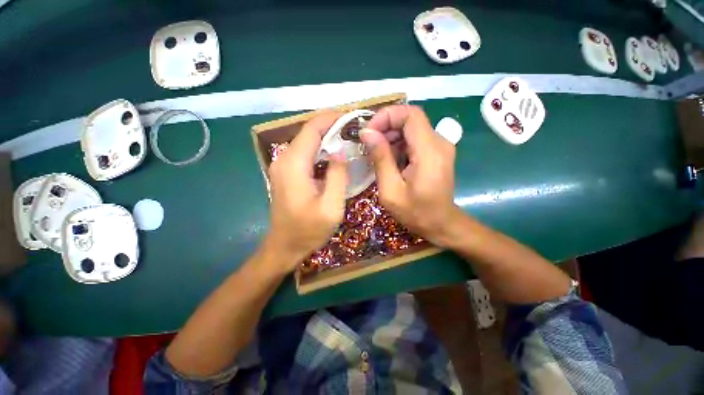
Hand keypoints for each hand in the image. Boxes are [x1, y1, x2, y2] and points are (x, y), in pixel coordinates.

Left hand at [265, 112, 347, 270]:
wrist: (284, 246)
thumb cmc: (308, 230)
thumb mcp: (330, 206)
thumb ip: (337, 176)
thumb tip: (339, 151)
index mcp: (294, 165)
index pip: (312, 129)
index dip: (331, 118)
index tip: (351, 115)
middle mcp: (284, 159)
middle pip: (307, 132)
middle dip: (331, 125)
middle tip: (354, 127)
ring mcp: (282, 166)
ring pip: (306, 141)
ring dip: (326, 135)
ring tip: (348, 137)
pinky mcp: (286, 173)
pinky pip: (304, 153)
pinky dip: (319, 148)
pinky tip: (333, 153)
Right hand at [360, 105, 460, 246]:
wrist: (441, 224)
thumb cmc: (415, 212)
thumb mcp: (391, 190)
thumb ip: (380, 159)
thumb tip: (367, 133)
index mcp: (429, 152)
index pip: (410, 114)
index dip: (387, 116)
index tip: (368, 132)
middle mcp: (439, 143)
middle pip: (410, 120)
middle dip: (386, 128)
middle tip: (368, 146)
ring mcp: (440, 147)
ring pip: (411, 129)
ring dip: (391, 137)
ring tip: (377, 156)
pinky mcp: (436, 152)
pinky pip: (415, 140)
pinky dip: (398, 145)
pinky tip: (389, 161)